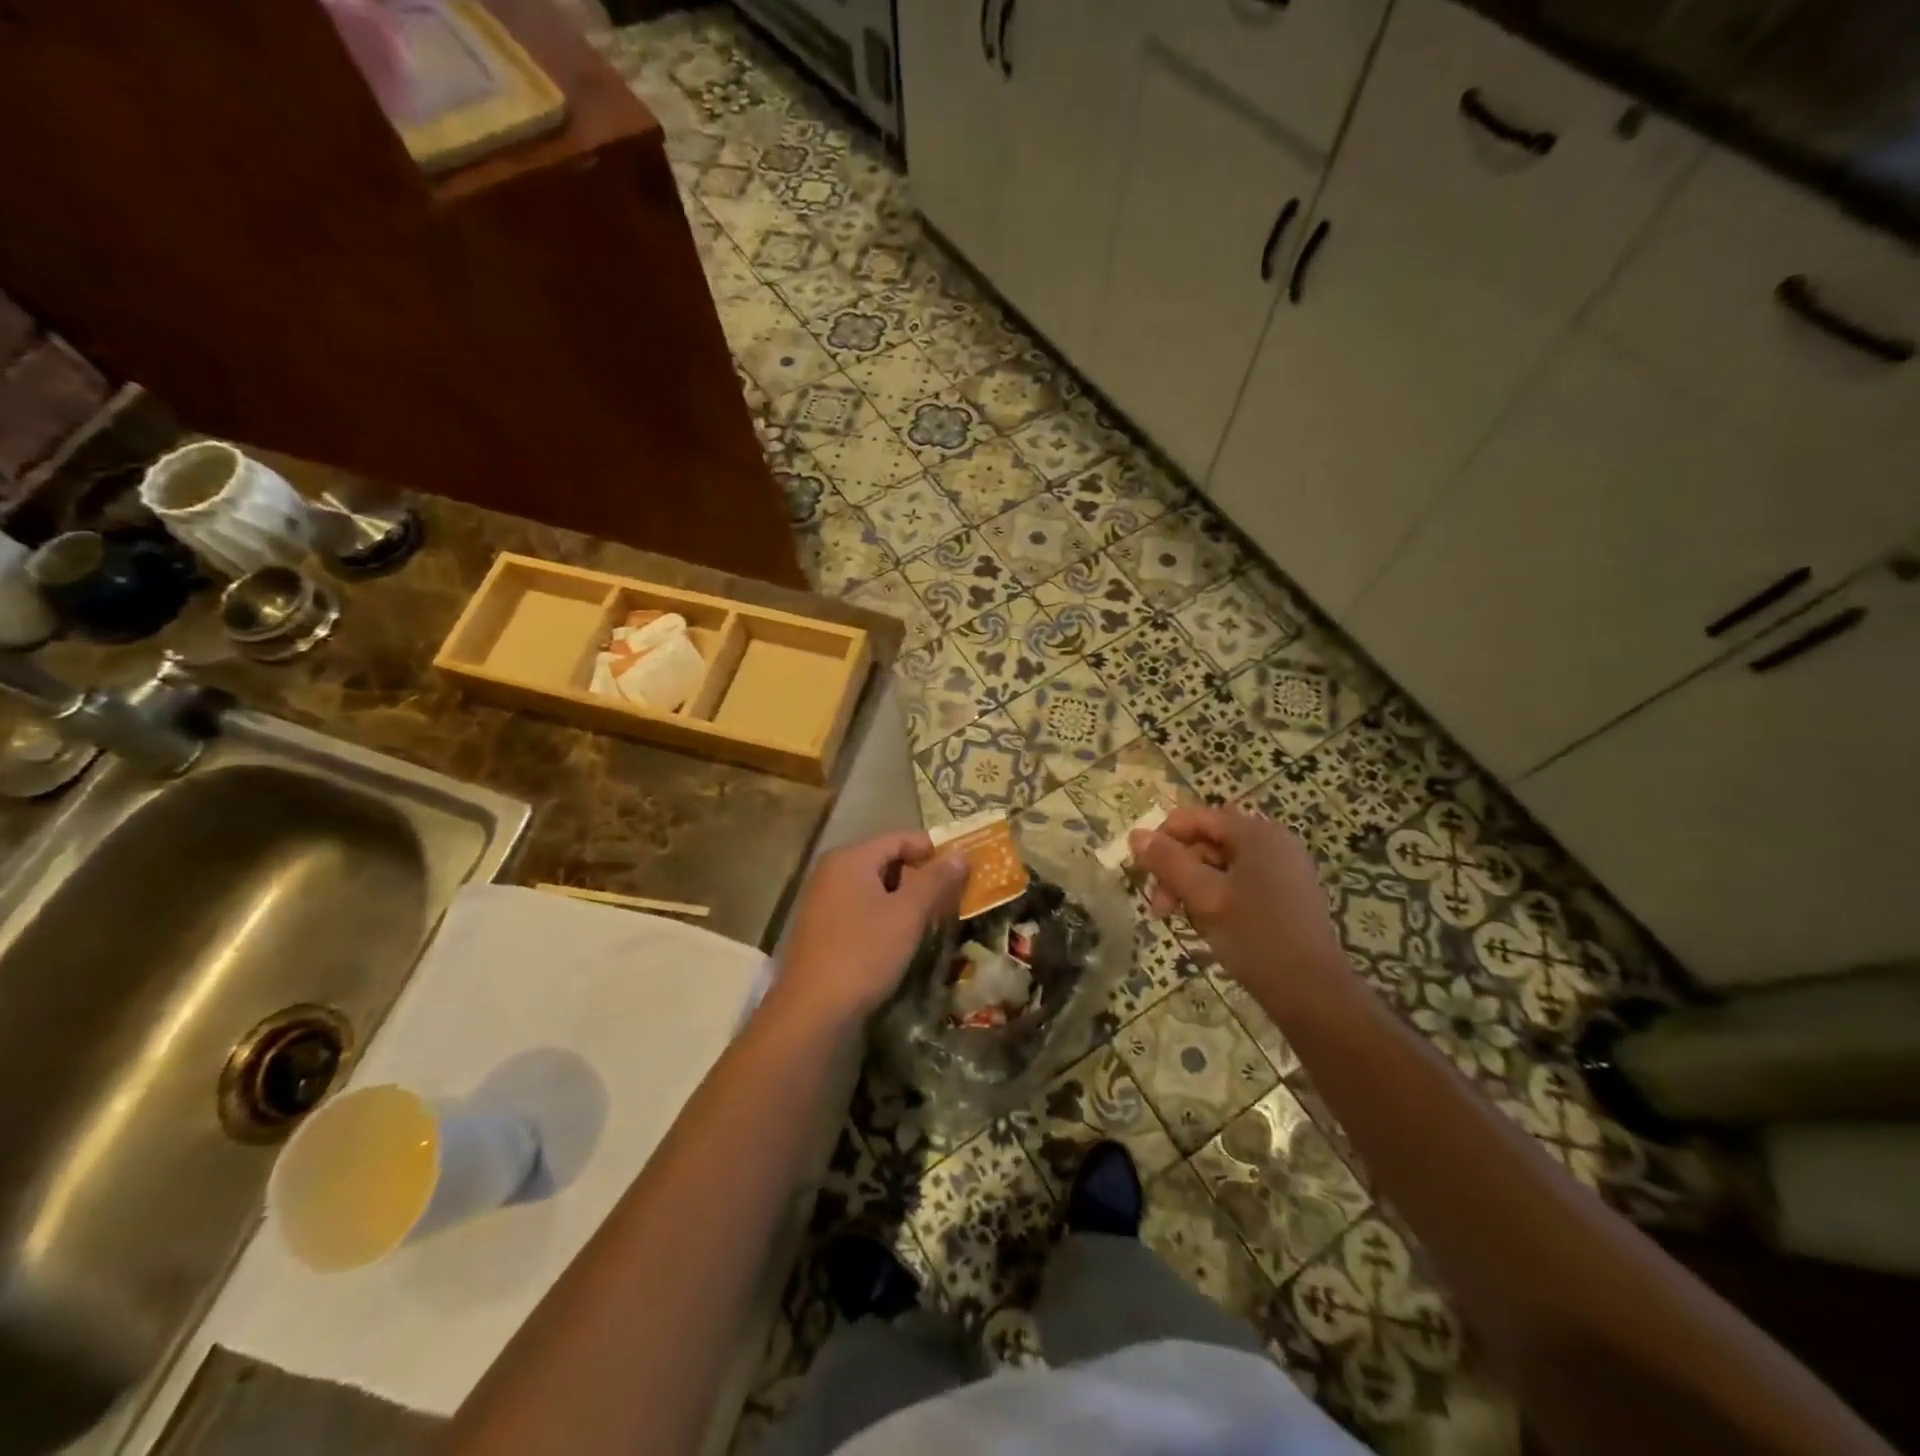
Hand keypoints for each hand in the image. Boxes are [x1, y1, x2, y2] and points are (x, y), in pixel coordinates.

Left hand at [769, 830, 967, 1030]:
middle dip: (921, 879)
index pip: (902, 838)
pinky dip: (885, 917)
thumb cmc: (864, 953)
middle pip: (887, 861)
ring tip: (931, 923)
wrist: (812, 1012)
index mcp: (851, 858)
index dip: (934, 852)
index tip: (962, 874)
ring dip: (905, 901)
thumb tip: (961, 853)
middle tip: (950, 902)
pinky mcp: (821, 930)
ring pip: (875, 888)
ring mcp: (823, 901)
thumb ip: (936, 880)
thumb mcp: (908, 914)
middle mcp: (832, 871)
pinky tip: (901, 941)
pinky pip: (861, 910)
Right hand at [1130, 807, 1345, 1009]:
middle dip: (1177, 870)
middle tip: (1159, 908)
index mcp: (1256, 833)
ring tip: (1179, 920)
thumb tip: (1136, 834)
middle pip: (1207, 842)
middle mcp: (1273, 842)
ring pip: (1221, 866)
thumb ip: (1167, 861)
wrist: (1311, 992)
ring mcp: (1284, 869)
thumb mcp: (1203, 896)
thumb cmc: (1254, 936)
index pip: (1195, 818)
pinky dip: (1216, 898)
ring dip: (1192, 887)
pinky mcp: (1287, 895)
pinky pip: (1240, 883)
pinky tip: (1206, 925)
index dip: (1162, 839)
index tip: (1141, 872)